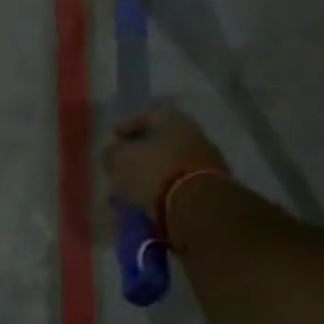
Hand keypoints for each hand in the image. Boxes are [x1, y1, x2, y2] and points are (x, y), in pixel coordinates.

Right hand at [103, 104, 227, 224]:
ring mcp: (207, 165)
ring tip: (128, 189)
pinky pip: (178, 186)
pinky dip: (161, 192)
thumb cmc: (156, 172)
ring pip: (170, 166)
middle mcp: (195, 137)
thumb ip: (113, 153)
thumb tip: (113, 153)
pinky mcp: (211, 192)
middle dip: (139, 153)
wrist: (199, 208)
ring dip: (149, 175)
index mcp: (175, 121)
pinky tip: (145, 202)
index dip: (127, 124)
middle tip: (120, 163)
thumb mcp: (121, 159)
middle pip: (162, 142)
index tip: (113, 134)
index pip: (148, 115)